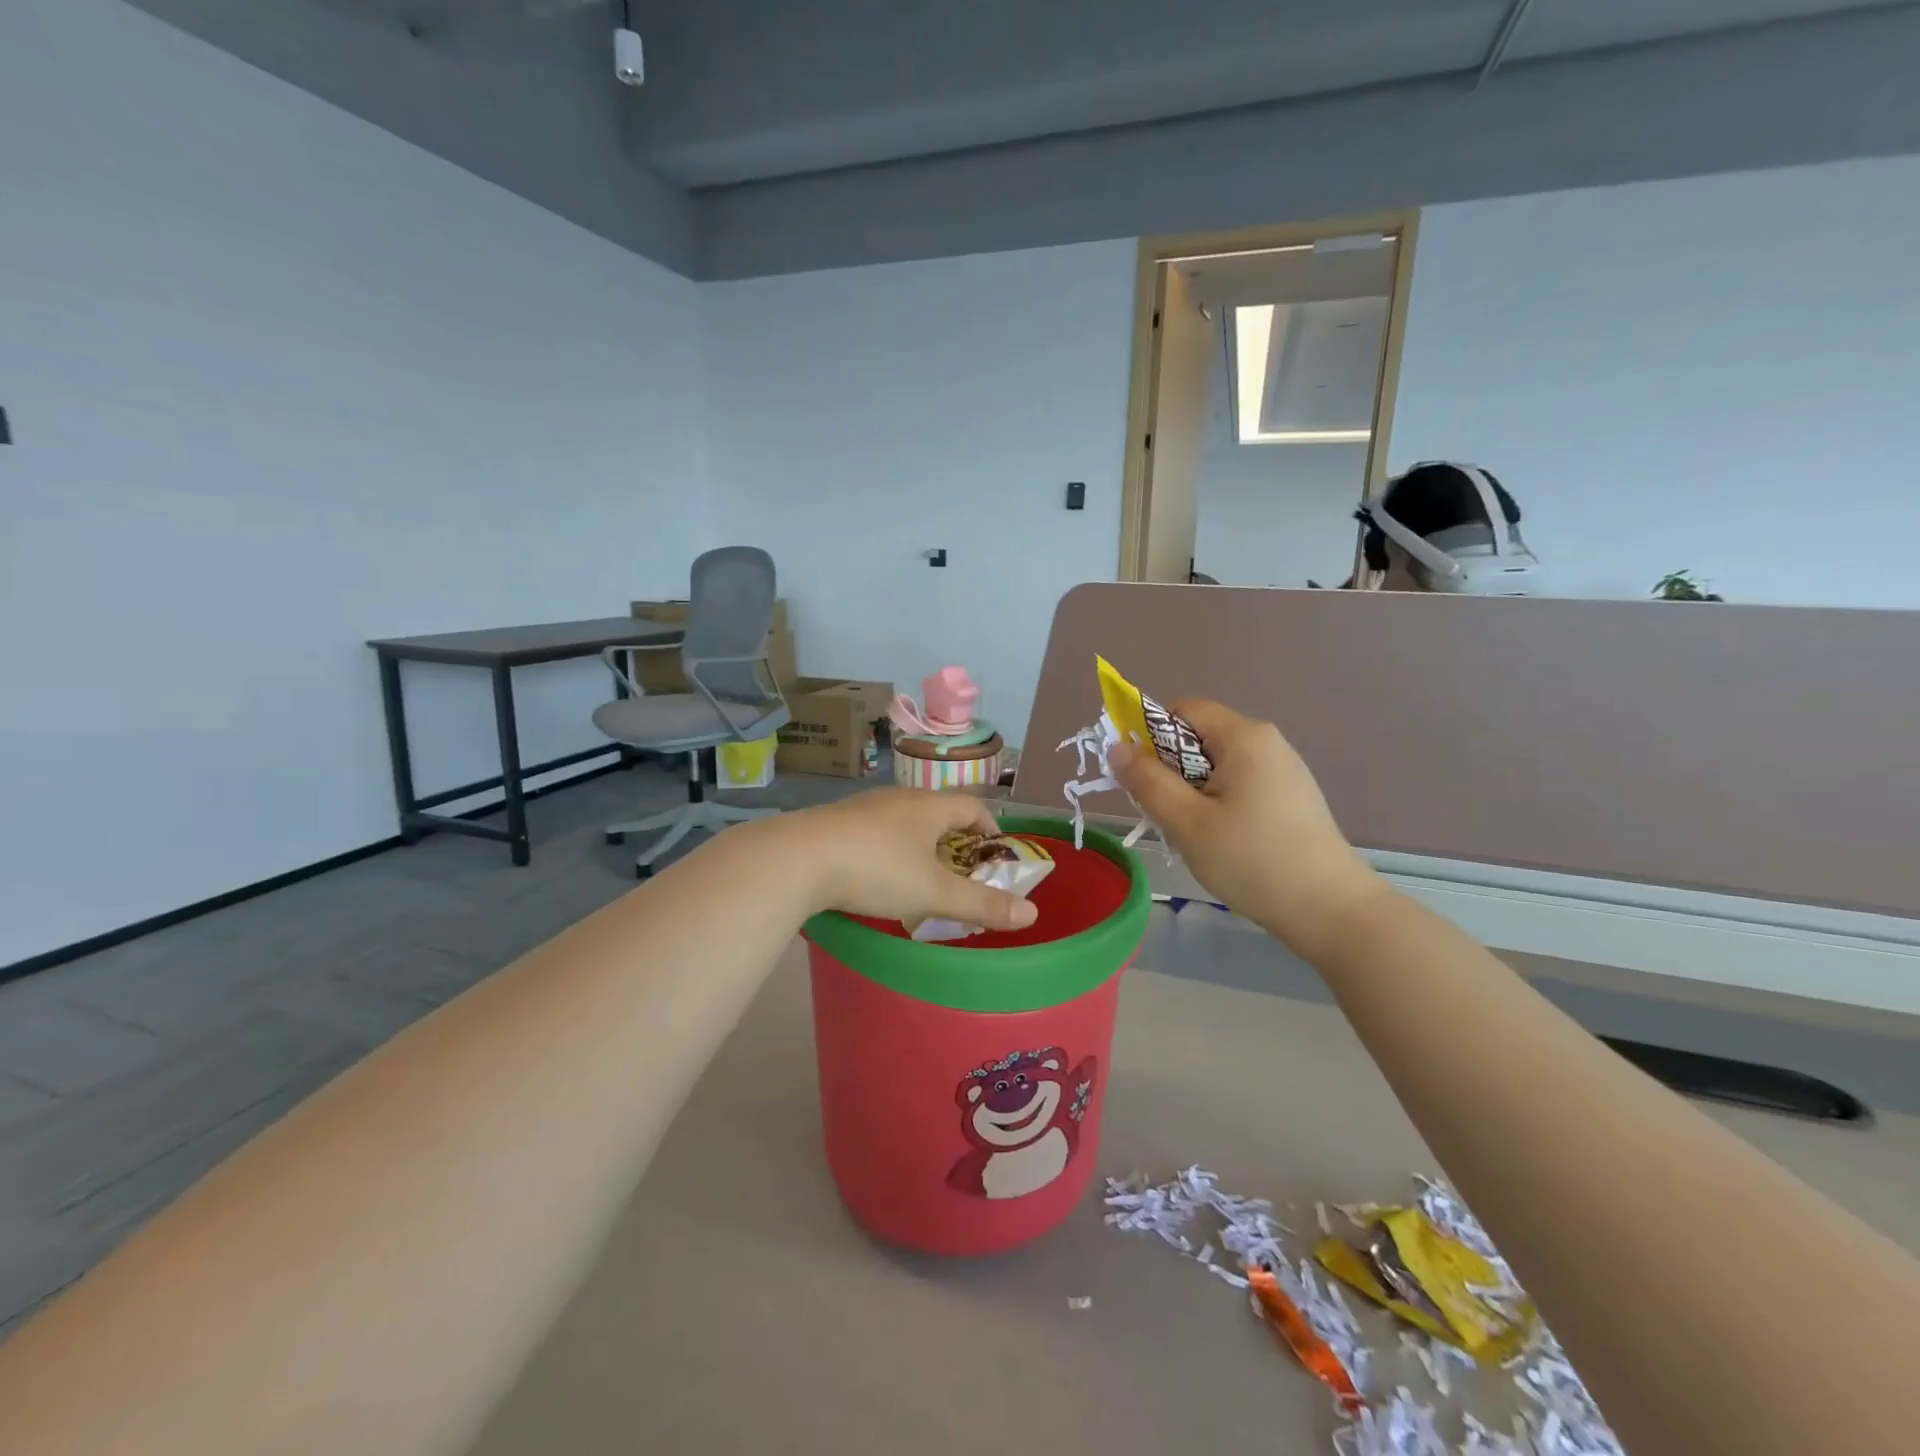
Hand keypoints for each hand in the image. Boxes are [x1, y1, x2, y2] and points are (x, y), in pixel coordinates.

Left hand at [783, 789, 1039, 931]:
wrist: (797, 859)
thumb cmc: (877, 870)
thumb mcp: (935, 893)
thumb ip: (982, 904)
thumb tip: (1031, 914)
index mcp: (929, 807)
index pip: (973, 807)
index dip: (991, 831)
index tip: (996, 858)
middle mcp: (898, 799)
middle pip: (938, 814)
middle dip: (954, 843)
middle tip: (960, 876)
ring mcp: (862, 809)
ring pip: (903, 823)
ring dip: (918, 847)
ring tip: (919, 881)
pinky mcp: (834, 824)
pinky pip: (873, 833)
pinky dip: (886, 852)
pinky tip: (875, 878)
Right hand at [1112, 699, 1384, 953]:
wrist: (1330, 909)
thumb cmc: (1252, 859)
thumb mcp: (1186, 821)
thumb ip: (1147, 780)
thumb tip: (1117, 747)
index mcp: (1243, 736)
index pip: (1182, 709)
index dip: (1150, 735)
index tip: (1140, 777)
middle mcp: (1267, 741)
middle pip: (1199, 736)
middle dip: (1170, 768)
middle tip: (1163, 813)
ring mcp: (1284, 768)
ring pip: (1217, 764)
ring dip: (1191, 790)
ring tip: (1191, 832)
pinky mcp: (1291, 796)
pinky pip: (1239, 782)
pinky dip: (1217, 801)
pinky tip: (1221, 840)